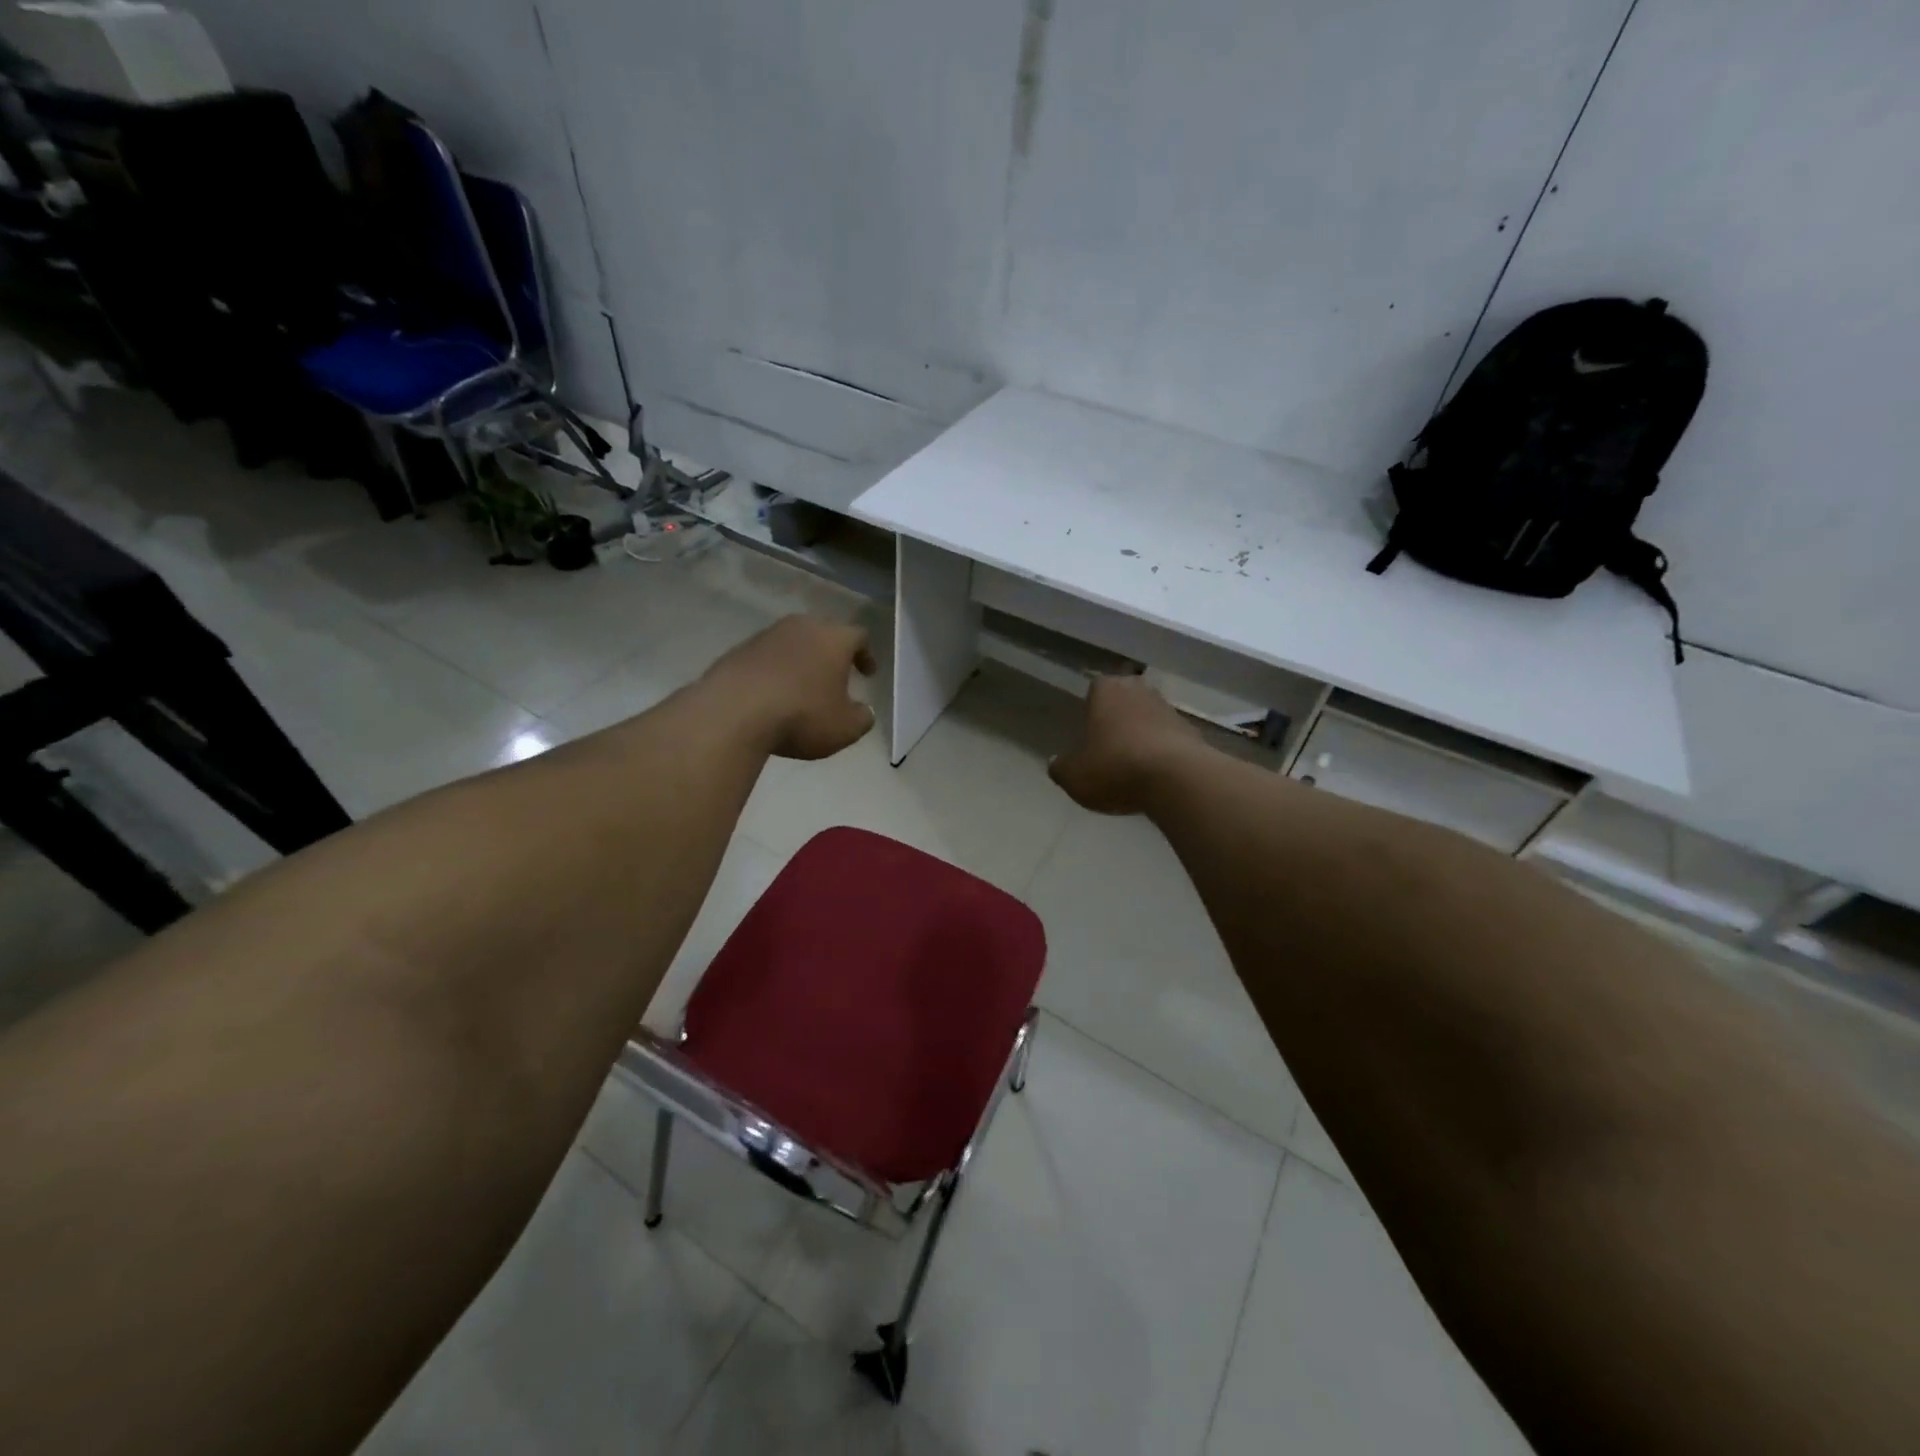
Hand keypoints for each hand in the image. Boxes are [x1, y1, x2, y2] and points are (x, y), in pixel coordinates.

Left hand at [703, 615, 876, 759]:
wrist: (733, 713)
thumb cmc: (802, 715)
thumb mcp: (845, 728)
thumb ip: (862, 718)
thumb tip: (863, 711)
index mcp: (834, 638)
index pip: (859, 637)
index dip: (866, 655)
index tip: (868, 673)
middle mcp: (801, 627)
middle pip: (823, 634)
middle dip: (832, 655)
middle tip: (836, 677)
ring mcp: (766, 636)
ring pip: (793, 643)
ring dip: (802, 662)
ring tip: (803, 688)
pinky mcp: (738, 650)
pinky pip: (767, 658)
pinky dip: (775, 672)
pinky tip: (773, 695)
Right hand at [1049, 675, 1201, 814]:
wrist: (1177, 779)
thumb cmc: (1114, 767)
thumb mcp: (1073, 775)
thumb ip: (1061, 767)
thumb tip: (1056, 762)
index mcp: (1106, 690)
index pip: (1095, 688)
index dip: (1091, 708)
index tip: (1088, 730)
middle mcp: (1139, 691)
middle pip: (1125, 700)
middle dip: (1118, 718)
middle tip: (1107, 746)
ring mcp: (1169, 710)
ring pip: (1149, 719)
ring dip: (1141, 735)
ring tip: (1131, 766)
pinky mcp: (1192, 733)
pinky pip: (1169, 740)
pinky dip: (1161, 753)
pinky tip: (1155, 777)